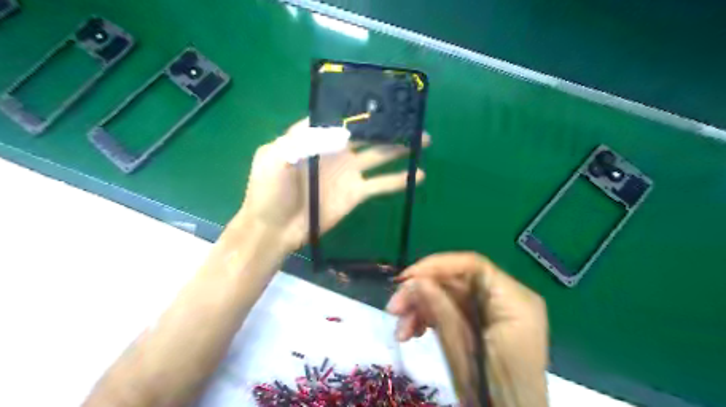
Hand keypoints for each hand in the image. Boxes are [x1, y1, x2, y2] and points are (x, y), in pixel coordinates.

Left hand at [232, 117, 425, 250]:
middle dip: (388, 126)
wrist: (274, 229)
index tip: (383, 99)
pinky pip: (381, 184)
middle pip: (366, 133)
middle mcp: (335, 151)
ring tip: (424, 140)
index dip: (360, 108)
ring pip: (379, 155)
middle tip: (412, 118)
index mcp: (314, 137)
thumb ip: (303, 138)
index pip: (341, 116)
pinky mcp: (356, 193)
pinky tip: (418, 175)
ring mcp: (348, 172)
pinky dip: (399, 180)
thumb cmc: (269, 191)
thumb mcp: (275, 157)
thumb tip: (338, 128)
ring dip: (400, 148)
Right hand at [388, 253, 547, 404]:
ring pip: (450, 295)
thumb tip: (415, 280)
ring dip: (421, 308)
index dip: (435, 266)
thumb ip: (441, 311)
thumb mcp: (463, 352)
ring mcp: (496, 311)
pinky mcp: (484, 323)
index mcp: (515, 301)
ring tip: (401, 330)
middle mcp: (508, 299)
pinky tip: (413, 333)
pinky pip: (453, 309)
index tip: (405, 279)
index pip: (473, 266)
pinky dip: (430, 318)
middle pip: (457, 281)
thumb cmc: (494, 394)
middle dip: (422, 292)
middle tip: (393, 308)